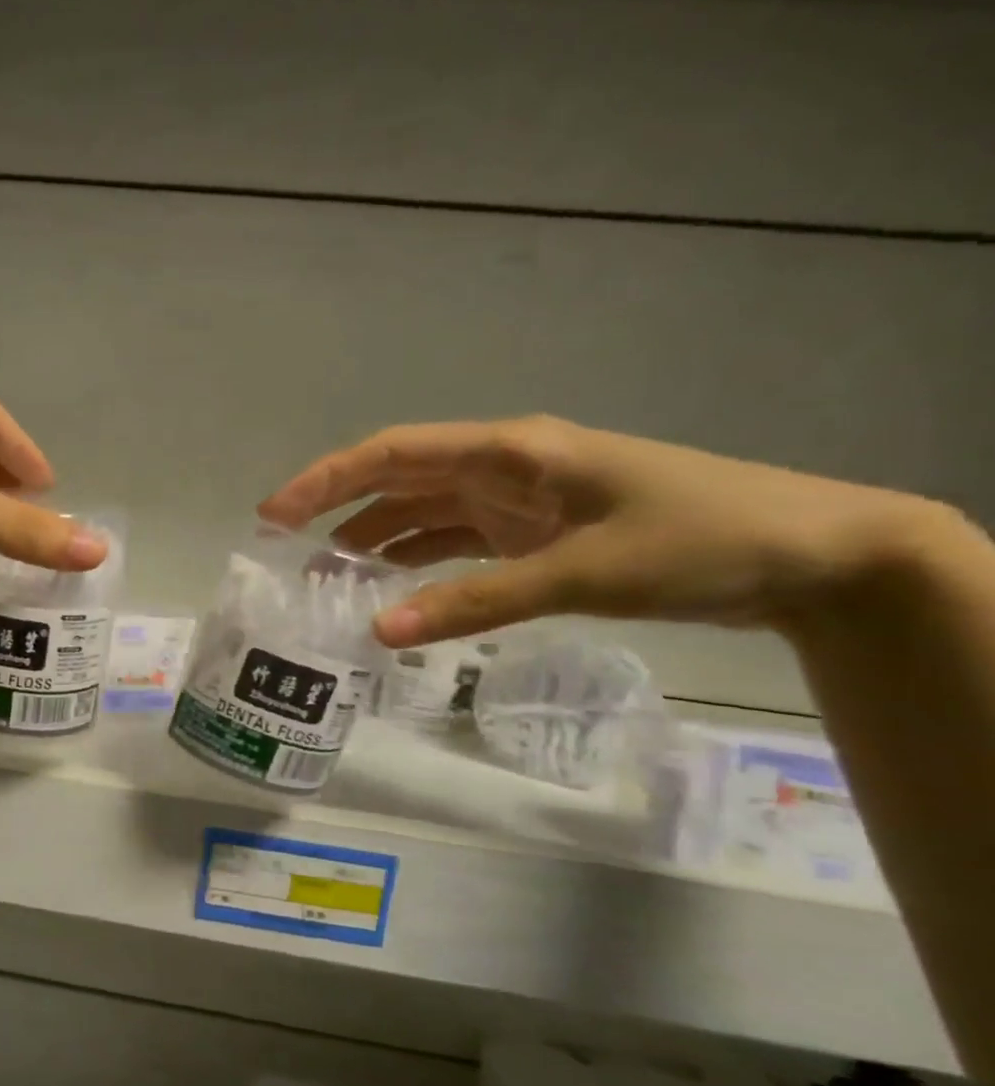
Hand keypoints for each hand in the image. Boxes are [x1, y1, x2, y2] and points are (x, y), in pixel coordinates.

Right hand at [258, 416, 944, 647]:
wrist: (811, 557)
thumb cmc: (697, 542)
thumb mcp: (580, 573)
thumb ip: (474, 603)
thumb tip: (378, 634)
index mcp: (508, 451)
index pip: (391, 454)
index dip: (324, 480)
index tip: (272, 514)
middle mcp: (503, 467)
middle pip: (397, 480)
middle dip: (335, 509)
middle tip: (282, 549)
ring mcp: (518, 500)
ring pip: (423, 513)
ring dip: (373, 540)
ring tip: (325, 578)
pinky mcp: (535, 532)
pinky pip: (455, 542)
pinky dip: (418, 562)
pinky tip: (391, 588)